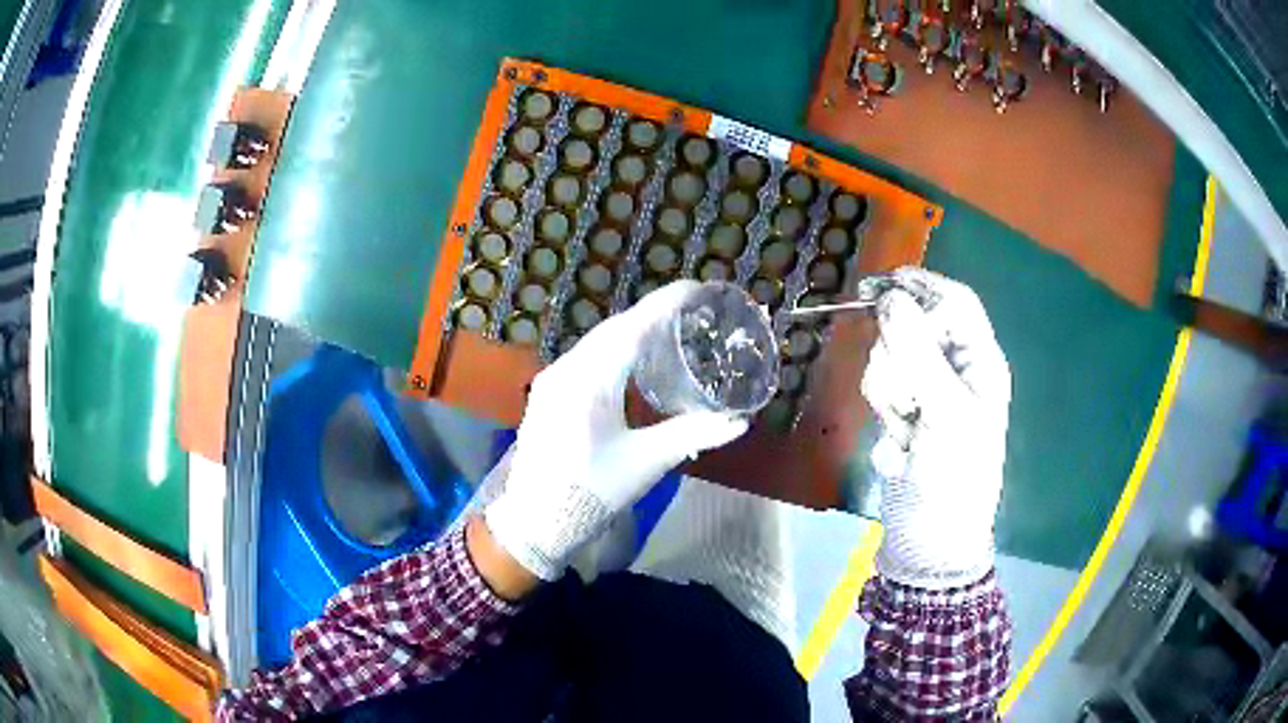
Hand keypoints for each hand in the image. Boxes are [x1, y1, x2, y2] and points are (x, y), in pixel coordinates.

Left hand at [484, 281, 749, 580]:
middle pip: (614, 329)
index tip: (698, 288)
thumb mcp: (645, 464)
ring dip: (633, 331)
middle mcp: (566, 370)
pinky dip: (615, 349)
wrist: (534, 523)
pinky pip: (586, 358)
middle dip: (652, 314)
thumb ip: (692, 436)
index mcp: (588, 382)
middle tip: (692, 311)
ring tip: (670, 330)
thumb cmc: (590, 493)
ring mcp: (552, 381)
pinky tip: (633, 361)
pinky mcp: (549, 394)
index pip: (632, 327)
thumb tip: (740, 422)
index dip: (666, 303)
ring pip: (597, 341)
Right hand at [861, 268, 1010, 588]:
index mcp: (979, 361)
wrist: (931, 540)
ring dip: (888, 394)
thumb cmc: (955, 475)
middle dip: (896, 356)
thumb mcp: (945, 412)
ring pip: (890, 360)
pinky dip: (885, 421)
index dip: (920, 286)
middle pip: (912, 328)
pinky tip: (897, 451)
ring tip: (903, 431)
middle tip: (901, 395)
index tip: (876, 287)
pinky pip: (883, 394)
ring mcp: (928, 394)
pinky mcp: (905, 417)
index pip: (953, 301)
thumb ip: (918, 352)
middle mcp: (955, 370)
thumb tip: (889, 299)